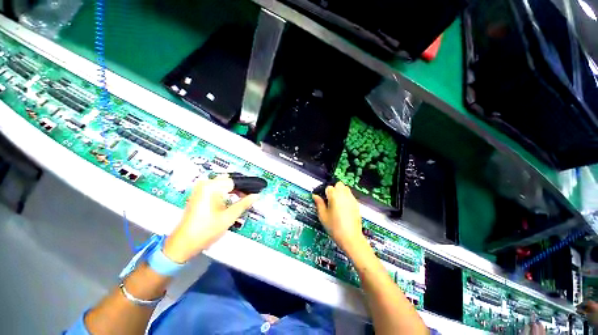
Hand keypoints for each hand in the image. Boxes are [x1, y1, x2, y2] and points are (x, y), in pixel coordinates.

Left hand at [163, 176, 258, 262]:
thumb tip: (256, 196)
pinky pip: (216, 189)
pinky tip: (231, 202)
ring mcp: (200, 189)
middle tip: (249, 198)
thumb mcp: (229, 217)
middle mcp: (204, 184)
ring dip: (233, 192)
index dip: (246, 188)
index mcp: (211, 187)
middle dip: (240, 189)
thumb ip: (244, 203)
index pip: (235, 181)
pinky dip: (225, 194)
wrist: (183, 244)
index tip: (255, 193)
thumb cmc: (205, 231)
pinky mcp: (199, 194)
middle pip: (229, 181)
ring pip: (223, 185)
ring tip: (242, 201)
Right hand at [312, 181, 365, 253]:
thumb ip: (319, 203)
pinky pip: (350, 196)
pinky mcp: (356, 204)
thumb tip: (315, 196)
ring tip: (336, 203)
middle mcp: (344, 195)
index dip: (324, 193)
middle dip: (334, 189)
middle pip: (338, 184)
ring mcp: (351, 199)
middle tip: (330, 200)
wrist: (350, 238)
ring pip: (345, 189)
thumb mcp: (323, 215)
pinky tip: (343, 208)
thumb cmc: (335, 227)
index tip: (323, 199)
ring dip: (340, 192)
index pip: (328, 187)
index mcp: (334, 196)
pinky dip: (346, 198)